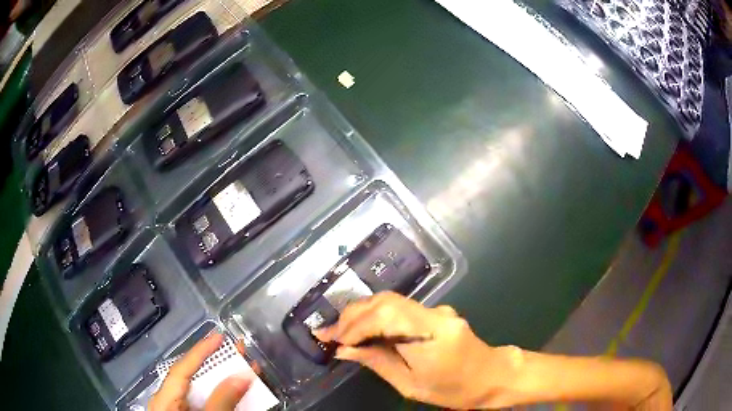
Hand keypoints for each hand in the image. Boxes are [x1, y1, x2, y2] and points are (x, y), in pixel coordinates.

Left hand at [149, 333, 253, 410]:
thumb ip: (221, 401)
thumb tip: (242, 375)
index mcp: (166, 399)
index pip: (181, 369)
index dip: (200, 352)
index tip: (219, 336)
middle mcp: (171, 401)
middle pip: (193, 378)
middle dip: (217, 363)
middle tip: (238, 348)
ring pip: (203, 391)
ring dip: (224, 380)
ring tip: (244, 366)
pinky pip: (208, 404)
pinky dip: (224, 397)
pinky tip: (239, 393)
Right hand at [313, 292, 503, 409]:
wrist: (491, 376)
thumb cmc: (454, 389)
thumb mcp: (411, 385)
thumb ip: (378, 362)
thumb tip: (344, 350)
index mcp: (432, 335)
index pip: (385, 316)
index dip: (354, 326)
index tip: (332, 339)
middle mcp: (435, 314)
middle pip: (385, 301)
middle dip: (352, 315)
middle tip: (329, 333)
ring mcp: (437, 310)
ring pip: (390, 301)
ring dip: (361, 314)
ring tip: (339, 331)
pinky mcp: (434, 312)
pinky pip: (399, 308)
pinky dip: (376, 316)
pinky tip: (362, 329)